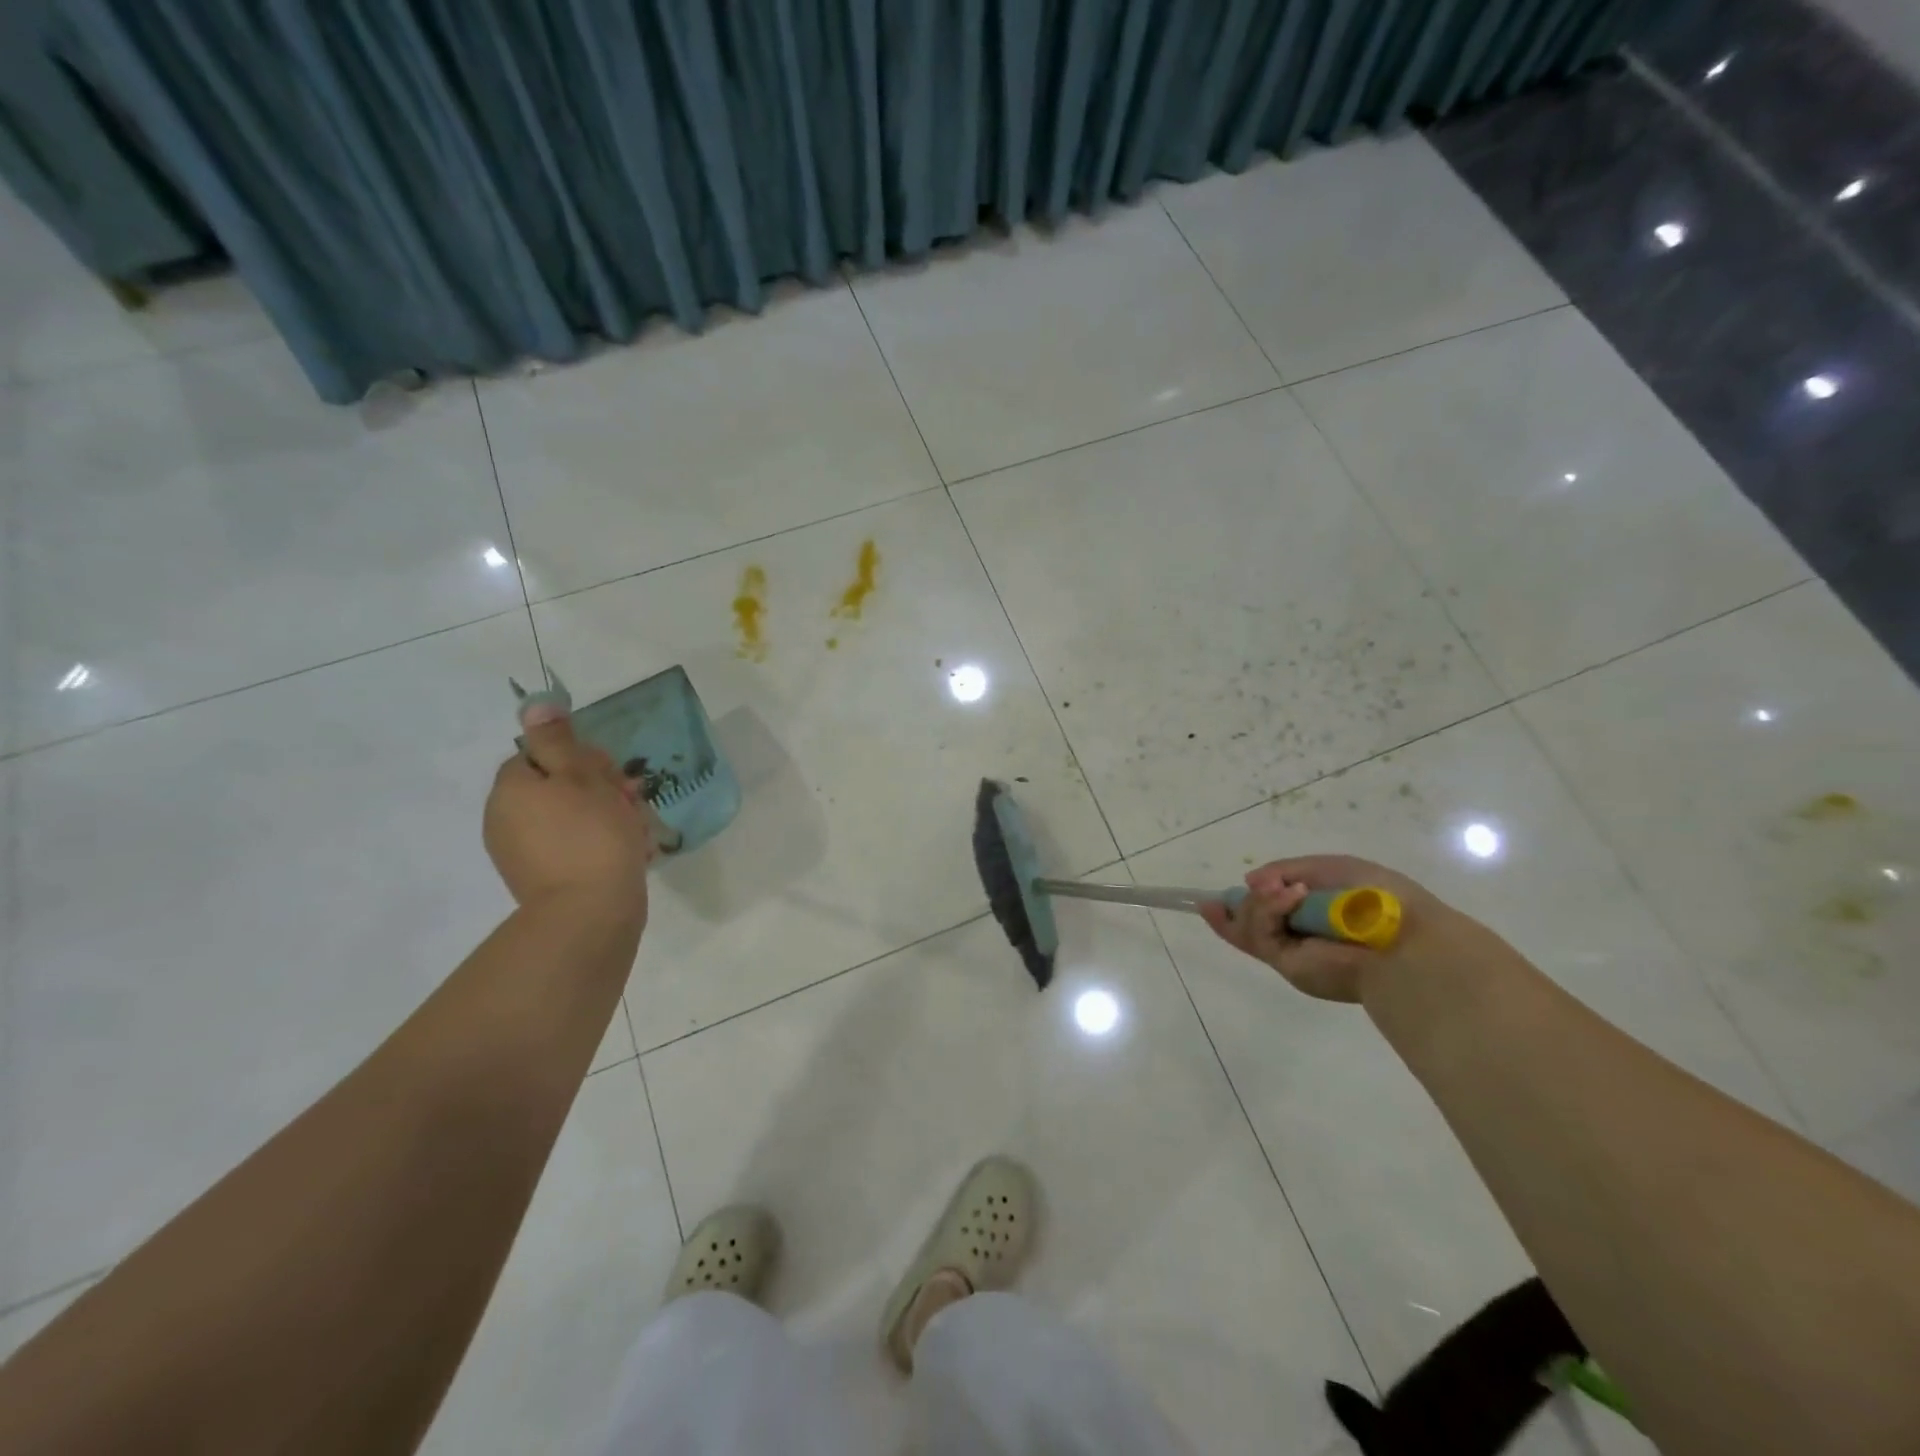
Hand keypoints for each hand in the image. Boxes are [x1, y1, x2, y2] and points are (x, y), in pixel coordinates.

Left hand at [484, 704, 653, 920]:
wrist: (590, 913)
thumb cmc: (592, 835)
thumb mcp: (582, 776)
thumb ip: (557, 740)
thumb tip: (533, 706)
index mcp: (512, 788)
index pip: (543, 754)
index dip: (582, 759)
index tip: (613, 774)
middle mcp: (504, 818)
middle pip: (555, 786)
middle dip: (597, 788)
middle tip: (632, 801)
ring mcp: (519, 853)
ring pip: (567, 817)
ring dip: (602, 815)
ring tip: (636, 829)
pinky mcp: (540, 879)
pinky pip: (570, 847)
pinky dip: (595, 843)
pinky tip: (625, 852)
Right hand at [1199, 854, 1483, 1002]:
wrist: (1405, 939)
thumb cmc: (1377, 898)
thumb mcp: (1329, 868)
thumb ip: (1287, 870)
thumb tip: (1249, 881)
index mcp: (1314, 915)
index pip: (1267, 912)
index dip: (1239, 904)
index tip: (1211, 900)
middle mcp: (1299, 937)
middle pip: (1247, 920)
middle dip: (1246, 902)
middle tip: (1267, 887)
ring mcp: (1290, 952)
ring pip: (1247, 924)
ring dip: (1261, 902)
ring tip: (1289, 892)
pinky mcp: (1286, 964)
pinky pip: (1258, 934)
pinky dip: (1267, 910)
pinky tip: (1288, 897)